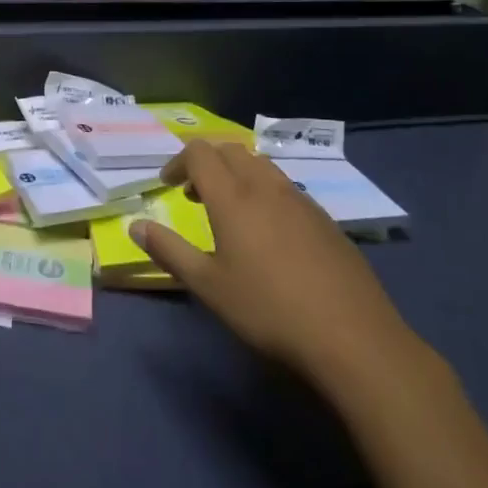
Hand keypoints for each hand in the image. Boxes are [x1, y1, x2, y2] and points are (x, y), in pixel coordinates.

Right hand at [131, 141, 418, 382]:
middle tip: (193, 195)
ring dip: (236, 174)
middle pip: (230, 150)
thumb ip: (169, 251)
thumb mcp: (208, 286)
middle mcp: (266, 187)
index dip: (177, 161)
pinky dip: (264, 192)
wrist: (352, 337)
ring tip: (229, 211)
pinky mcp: (325, 220)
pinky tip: (269, 233)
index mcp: (233, 197)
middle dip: (206, 163)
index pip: (199, 152)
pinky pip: (285, 188)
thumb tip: (134, 225)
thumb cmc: (269, 310)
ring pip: (261, 165)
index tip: (166, 186)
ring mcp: (300, 200)